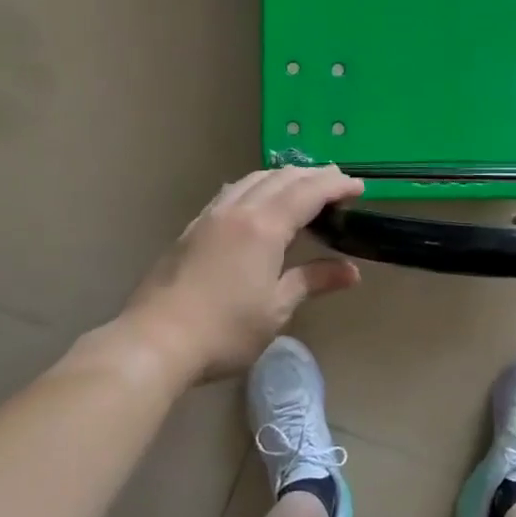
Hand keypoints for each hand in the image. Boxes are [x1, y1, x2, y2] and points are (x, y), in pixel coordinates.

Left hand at [124, 167, 365, 381]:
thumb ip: (312, 281)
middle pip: (281, 178)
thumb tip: (351, 271)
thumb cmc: (224, 330)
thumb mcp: (276, 309)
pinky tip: (256, 202)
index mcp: (264, 226)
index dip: (336, 185)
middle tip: (338, 183)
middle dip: (313, 175)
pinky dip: (255, 187)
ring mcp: (211, 216)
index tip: (359, 186)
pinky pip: (231, 192)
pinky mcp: (192, 229)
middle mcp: (238, 210)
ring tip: (301, 188)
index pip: (308, 192)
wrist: (155, 340)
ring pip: (252, 180)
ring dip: (283, 177)